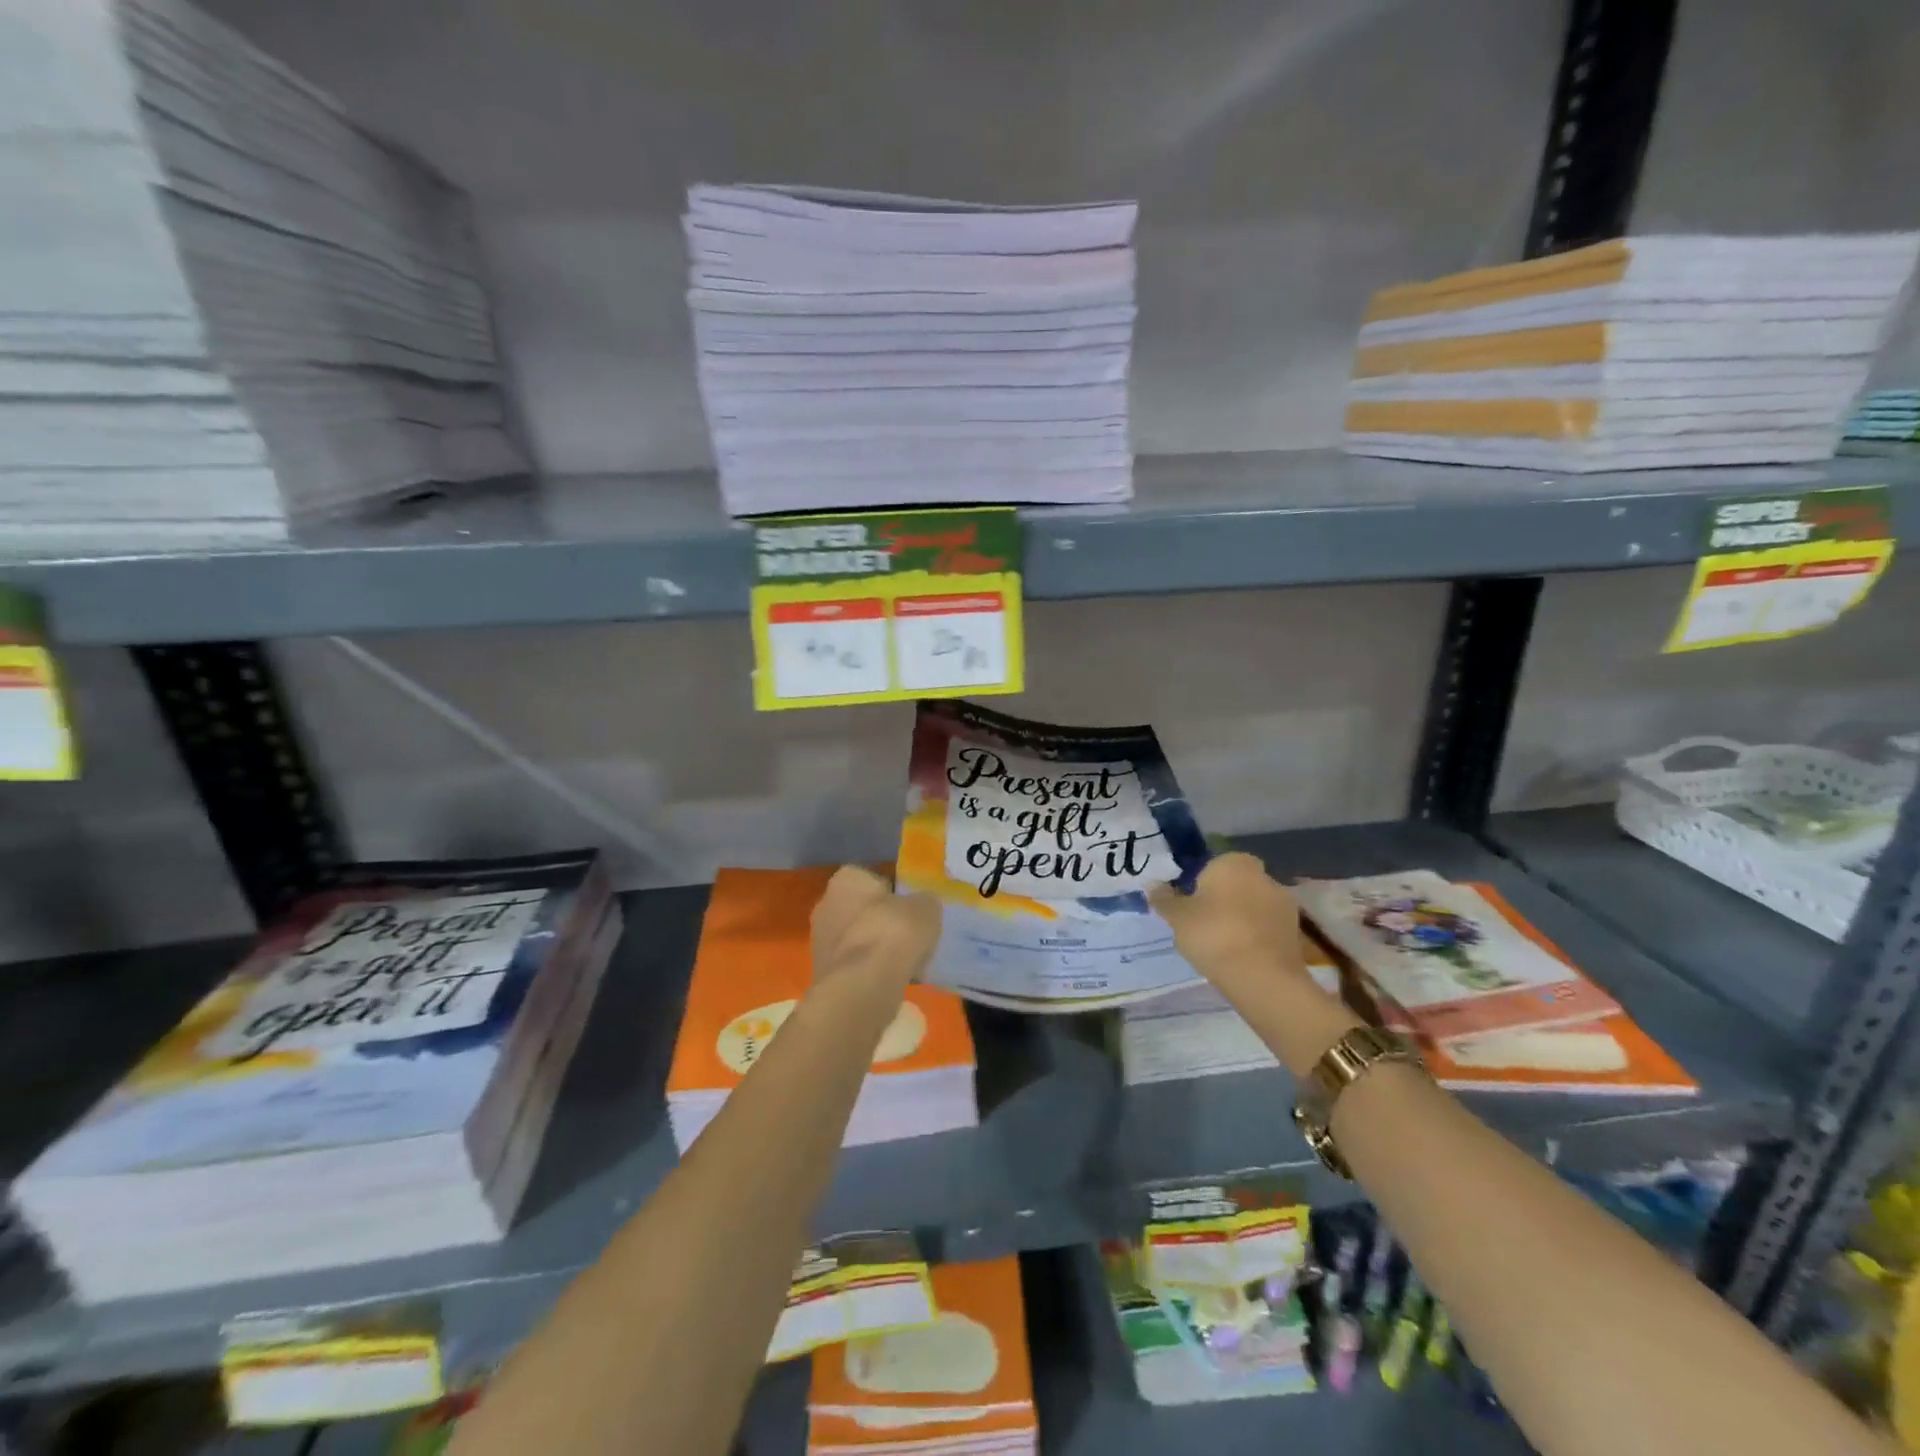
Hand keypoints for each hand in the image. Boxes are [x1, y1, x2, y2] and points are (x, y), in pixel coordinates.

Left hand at [810, 866, 940, 996]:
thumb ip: (923, 901)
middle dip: (883, 921)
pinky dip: (870, 970)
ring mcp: (819, 939)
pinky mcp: (822, 971)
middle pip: (862, 909)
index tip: (912, 910)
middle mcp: (825, 902)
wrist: (862, 986)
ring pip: (858, 938)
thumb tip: (921, 906)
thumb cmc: (893, 933)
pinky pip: (854, 964)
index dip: (895, 893)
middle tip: (909, 936)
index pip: (873, 878)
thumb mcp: (926, 907)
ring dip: (877, 947)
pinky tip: (890, 981)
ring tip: (904, 962)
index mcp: (847, 878)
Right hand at [1147, 853, 1306, 993]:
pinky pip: (1266, 928)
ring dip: (1240, 919)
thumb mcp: (1177, 917)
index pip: (1211, 865)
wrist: (1262, 977)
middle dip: (1221, 900)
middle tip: (1201, 925)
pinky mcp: (1296, 932)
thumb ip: (1164, 899)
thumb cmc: (1213, 934)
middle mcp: (1263, 875)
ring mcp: (1284, 903)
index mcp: (1234, 862)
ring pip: (1252, 907)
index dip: (1198, 884)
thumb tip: (1153, 885)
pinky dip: (1255, 937)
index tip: (1188, 906)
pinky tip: (1240, 956)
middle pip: (1234, 885)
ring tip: (1220, 946)